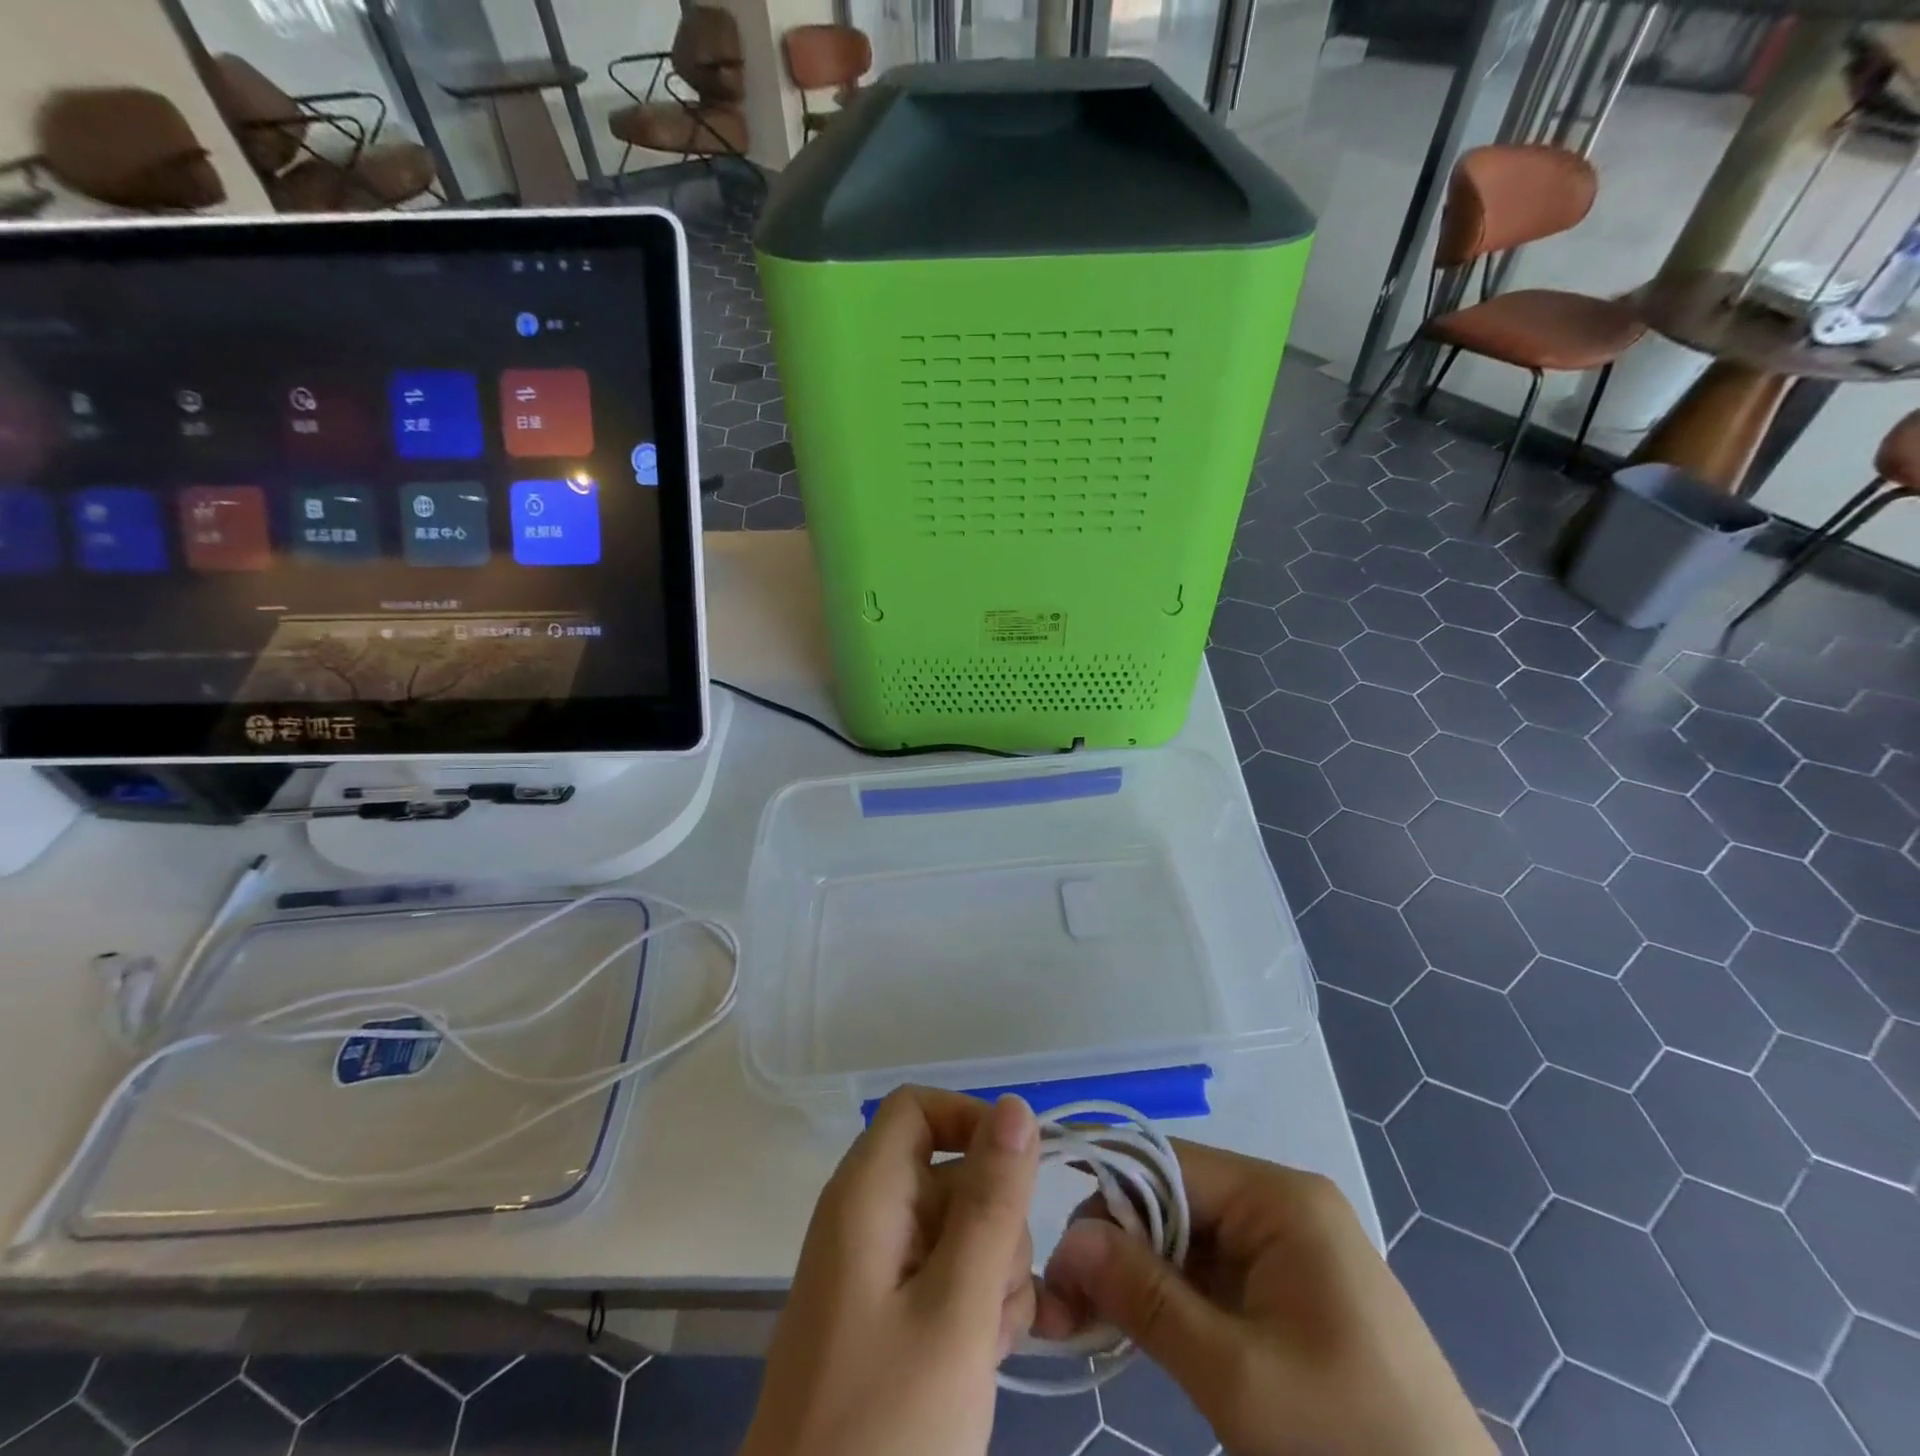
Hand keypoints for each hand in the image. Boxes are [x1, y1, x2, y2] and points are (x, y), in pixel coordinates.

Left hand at [742, 1088, 1040, 1455]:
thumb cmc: (885, 1428)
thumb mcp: (955, 1310)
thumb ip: (991, 1203)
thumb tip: (1018, 1105)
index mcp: (866, 1194)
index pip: (919, 1108)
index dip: (972, 1123)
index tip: (1021, 1177)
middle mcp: (867, 1218)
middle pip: (949, 1172)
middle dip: (994, 1222)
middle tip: (997, 1296)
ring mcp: (876, 1272)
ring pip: (958, 1229)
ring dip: (992, 1274)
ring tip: (987, 1343)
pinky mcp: (888, 1318)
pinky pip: (946, 1278)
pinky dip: (974, 1307)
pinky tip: (983, 1359)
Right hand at [1038, 1142, 1493, 1455]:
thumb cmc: (1350, 1447)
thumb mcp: (1236, 1376)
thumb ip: (1146, 1298)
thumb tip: (1069, 1238)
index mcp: (1280, 1198)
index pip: (1167, 1164)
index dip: (1107, 1196)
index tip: (1057, 1252)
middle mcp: (1282, 1205)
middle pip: (1174, 1199)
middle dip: (1116, 1244)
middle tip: (1064, 1303)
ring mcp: (1289, 1249)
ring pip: (1186, 1238)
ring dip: (1136, 1275)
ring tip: (1086, 1321)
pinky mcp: (1289, 1293)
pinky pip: (1211, 1274)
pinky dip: (1169, 1299)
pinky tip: (1133, 1330)